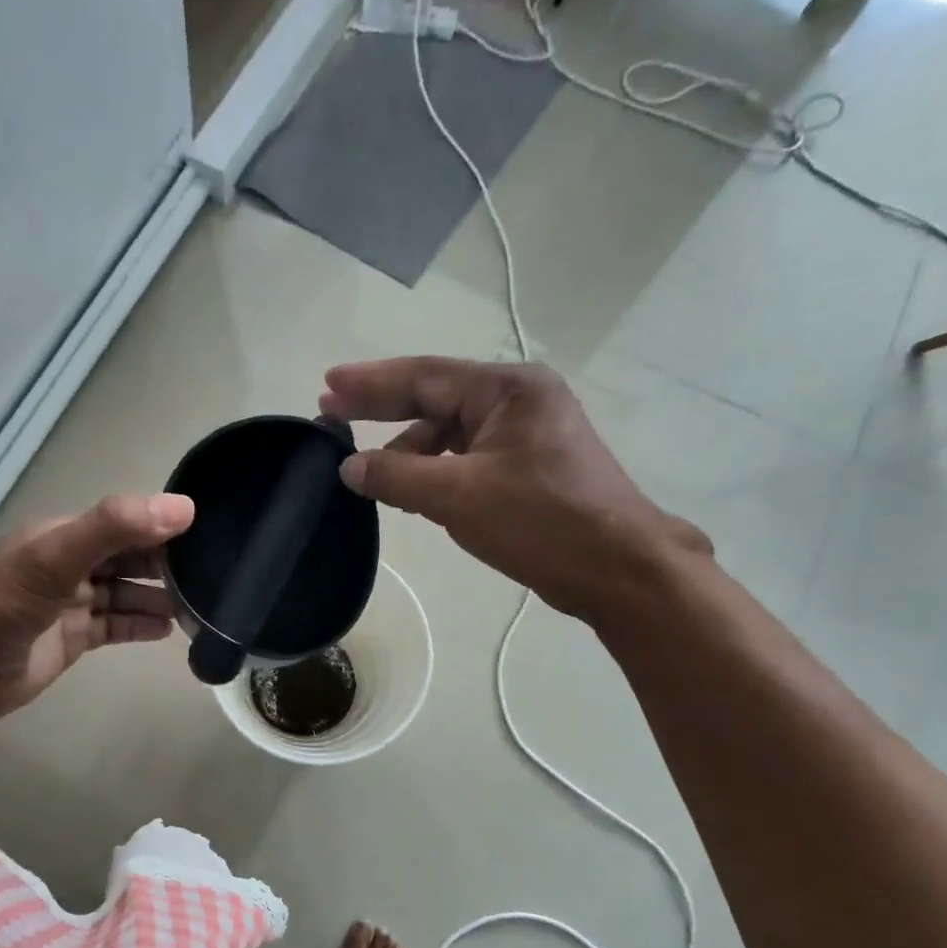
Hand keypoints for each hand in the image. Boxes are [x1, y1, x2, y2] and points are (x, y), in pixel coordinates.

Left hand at [0, 492, 194, 736]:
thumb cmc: (2, 606)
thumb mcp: (56, 557)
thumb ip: (115, 527)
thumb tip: (183, 508)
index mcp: (64, 534)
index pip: (125, 522)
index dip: (162, 527)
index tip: (208, 537)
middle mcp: (70, 563)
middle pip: (128, 557)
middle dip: (166, 564)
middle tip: (214, 576)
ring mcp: (70, 602)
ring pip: (125, 593)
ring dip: (158, 597)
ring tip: (199, 607)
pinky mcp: (72, 638)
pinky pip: (115, 624)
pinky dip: (140, 624)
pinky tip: (169, 631)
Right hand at [319, 357, 710, 622]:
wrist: (620, 571)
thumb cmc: (542, 522)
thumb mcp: (458, 497)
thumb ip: (396, 476)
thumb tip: (349, 467)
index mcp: (507, 390)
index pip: (423, 376)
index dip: (369, 383)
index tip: (327, 384)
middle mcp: (517, 400)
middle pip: (434, 398)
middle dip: (382, 407)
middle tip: (331, 410)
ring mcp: (524, 433)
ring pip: (449, 432)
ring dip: (408, 449)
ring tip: (367, 470)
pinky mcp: (527, 465)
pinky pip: (465, 457)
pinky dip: (433, 470)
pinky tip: (408, 490)